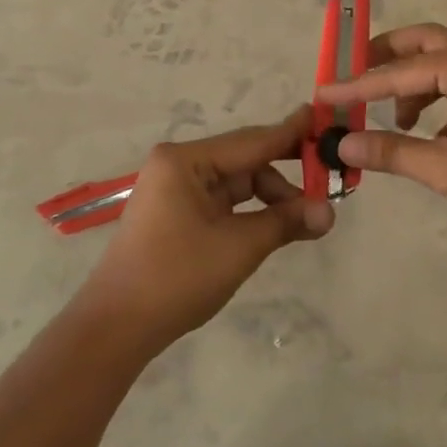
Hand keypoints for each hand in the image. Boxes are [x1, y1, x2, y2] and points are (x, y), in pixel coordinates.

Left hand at [78, 109, 334, 352]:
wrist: (116, 328)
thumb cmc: (176, 277)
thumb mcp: (239, 247)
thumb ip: (286, 222)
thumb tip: (330, 212)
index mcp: (186, 160)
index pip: (252, 141)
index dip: (292, 133)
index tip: (324, 118)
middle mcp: (179, 165)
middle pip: (246, 160)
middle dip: (286, 173)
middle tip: (328, 177)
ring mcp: (176, 189)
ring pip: (238, 182)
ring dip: (271, 198)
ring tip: (306, 220)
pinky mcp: (178, 213)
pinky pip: (225, 201)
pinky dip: (252, 211)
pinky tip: (278, 224)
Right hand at [315, 24, 446, 224]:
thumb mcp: (445, 167)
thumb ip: (392, 152)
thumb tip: (343, 144)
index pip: (394, 73)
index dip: (355, 87)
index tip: (323, 95)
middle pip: (420, 42)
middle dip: (384, 57)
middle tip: (355, 75)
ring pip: (440, 64)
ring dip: (411, 84)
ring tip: (394, 122)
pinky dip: (434, 99)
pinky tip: (429, 136)